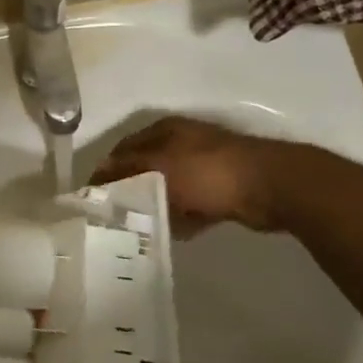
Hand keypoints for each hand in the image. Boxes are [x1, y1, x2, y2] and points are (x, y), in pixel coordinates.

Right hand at [92, 116, 288, 236]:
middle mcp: (182, 143)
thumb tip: (96, 174)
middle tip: (113, 217)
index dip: (107, 170)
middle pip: (145, 168)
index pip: (123, 148)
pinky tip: (171, 232)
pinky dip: (181, 217)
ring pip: (168, 188)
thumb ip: (125, 169)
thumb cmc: (206, 171)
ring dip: (156, 206)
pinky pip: (190, 205)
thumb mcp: (157, 166)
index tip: (93, 198)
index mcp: (165, 130)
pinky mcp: (220, 188)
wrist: (269, 187)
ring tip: (138, 229)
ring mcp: (203, 166)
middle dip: (130, 190)